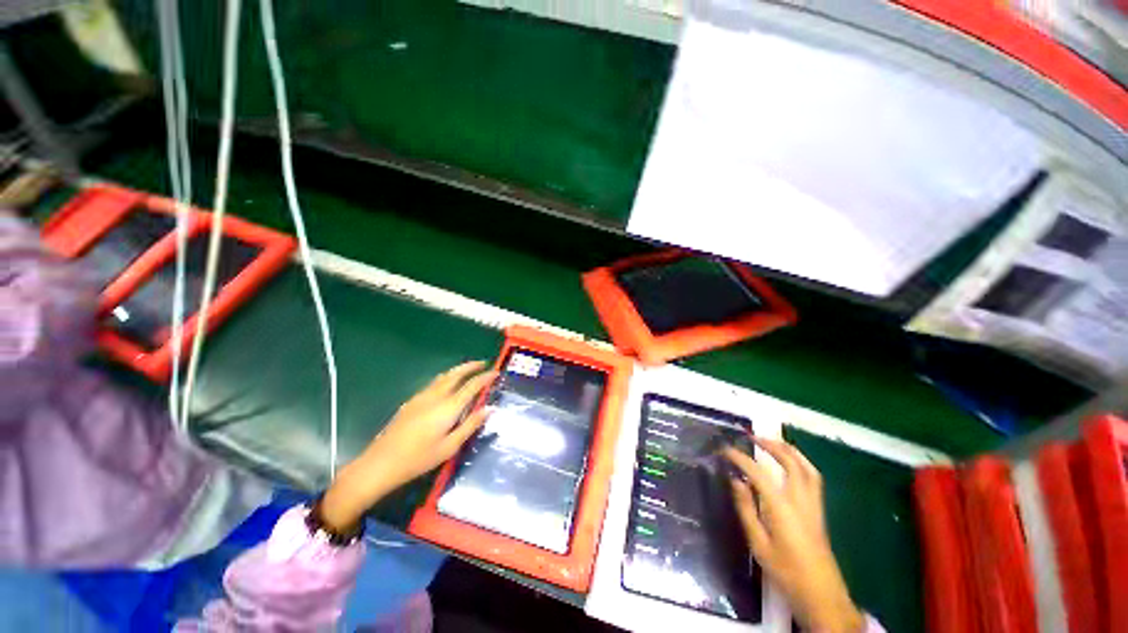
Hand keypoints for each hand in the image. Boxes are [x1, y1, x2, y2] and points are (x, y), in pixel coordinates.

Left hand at [319, 361, 496, 531]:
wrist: (380, 463)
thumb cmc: (419, 459)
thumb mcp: (450, 446)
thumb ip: (471, 425)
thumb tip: (490, 408)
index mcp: (448, 407)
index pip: (472, 386)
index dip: (485, 377)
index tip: (496, 372)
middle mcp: (436, 396)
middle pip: (456, 374)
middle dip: (471, 366)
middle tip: (483, 363)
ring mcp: (421, 397)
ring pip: (443, 376)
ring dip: (458, 369)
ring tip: (468, 369)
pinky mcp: (411, 402)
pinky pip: (434, 383)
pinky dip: (446, 377)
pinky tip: (447, 385)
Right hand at [724, 439, 863, 632]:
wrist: (821, 594)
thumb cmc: (786, 571)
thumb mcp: (758, 544)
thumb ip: (746, 509)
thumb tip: (736, 481)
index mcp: (782, 507)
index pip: (759, 473)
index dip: (740, 458)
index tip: (726, 450)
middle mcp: (801, 500)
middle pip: (790, 462)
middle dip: (771, 445)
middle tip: (752, 438)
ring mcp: (814, 504)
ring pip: (806, 467)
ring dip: (789, 450)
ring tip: (772, 443)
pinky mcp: (819, 510)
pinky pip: (813, 477)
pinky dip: (801, 462)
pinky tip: (791, 464)